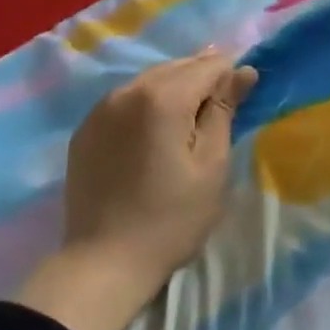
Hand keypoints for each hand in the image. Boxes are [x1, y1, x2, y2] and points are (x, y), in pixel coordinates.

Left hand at [16, 51, 256, 329]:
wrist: (103, 264)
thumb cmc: (171, 218)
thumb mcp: (211, 166)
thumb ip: (225, 110)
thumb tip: (243, 71)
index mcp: (163, 97)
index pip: (208, 65)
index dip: (231, 74)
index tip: (244, 94)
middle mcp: (128, 90)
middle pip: (177, 67)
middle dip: (202, 77)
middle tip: (222, 104)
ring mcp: (102, 108)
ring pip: (150, 80)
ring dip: (174, 88)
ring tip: (190, 117)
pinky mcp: (86, 128)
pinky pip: (125, 100)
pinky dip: (146, 103)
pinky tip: (154, 130)